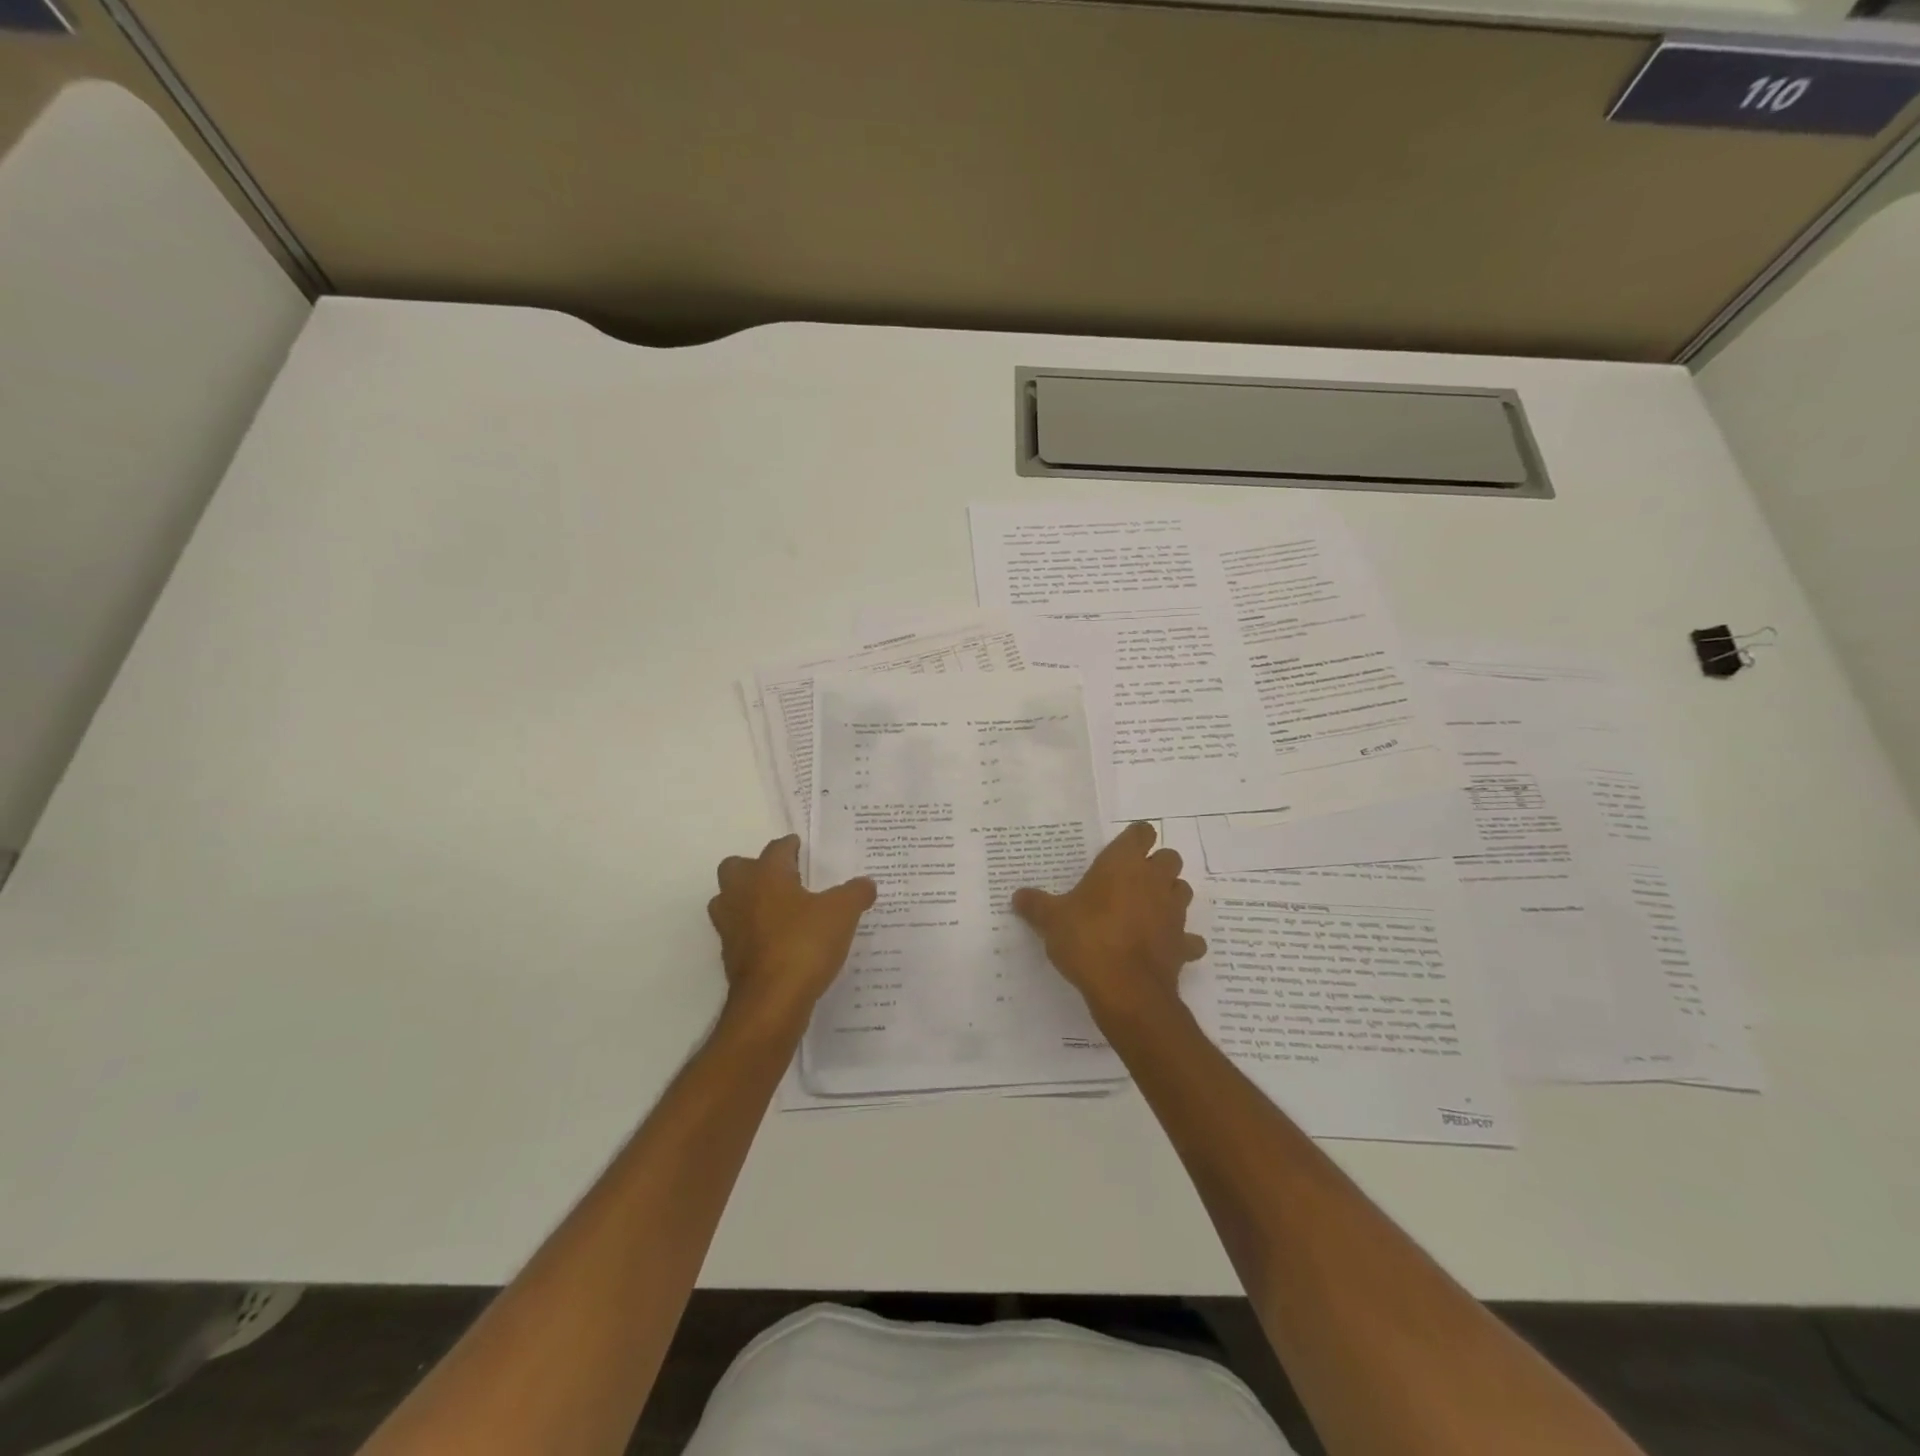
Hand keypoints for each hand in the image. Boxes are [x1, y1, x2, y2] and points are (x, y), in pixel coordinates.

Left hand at [708, 836, 876, 1028]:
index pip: (776, 848)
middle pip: (737, 868)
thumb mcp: (842, 913)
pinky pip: (738, 932)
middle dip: (756, 868)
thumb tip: (866, 883)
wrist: (771, 1002)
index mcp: (766, 875)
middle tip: (784, 878)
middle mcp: (741, 894)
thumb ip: (855, 893)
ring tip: (779, 909)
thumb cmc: (804, 944)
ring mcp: (730, 926)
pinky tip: (777, 941)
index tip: (802, 848)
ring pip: (729, 900)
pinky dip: (752, 931)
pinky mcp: (729, 956)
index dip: (791, 846)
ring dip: (748, 899)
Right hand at [1011, 822, 1206, 1022]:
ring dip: (1169, 896)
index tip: (1119, 852)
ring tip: (1146, 911)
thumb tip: (1017, 896)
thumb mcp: (1051, 920)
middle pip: (1169, 858)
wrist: (1126, 989)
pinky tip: (1163, 947)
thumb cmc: (1087, 939)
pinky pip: (1189, 938)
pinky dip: (1180, 940)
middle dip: (1155, 866)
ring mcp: (1173, 912)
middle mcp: (1154, 880)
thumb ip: (1036, 905)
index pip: (1141, 832)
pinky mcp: (1183, 944)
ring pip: (1182, 891)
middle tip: (1130, 882)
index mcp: (1124, 864)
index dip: (1134, 840)